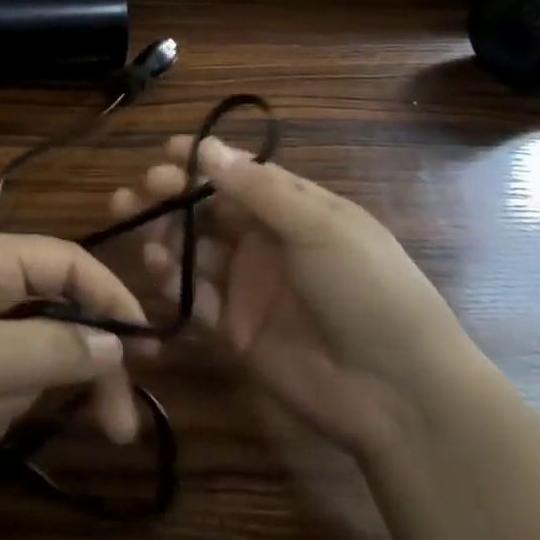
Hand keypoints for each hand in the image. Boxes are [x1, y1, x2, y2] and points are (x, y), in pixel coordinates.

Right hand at [120, 136, 471, 455]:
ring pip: (193, 250)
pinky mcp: (234, 328)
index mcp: (294, 209)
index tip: (165, 151)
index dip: (202, 161)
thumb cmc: (367, 289)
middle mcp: (266, 241)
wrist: (399, 392)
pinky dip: (172, 281)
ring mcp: (248, 286)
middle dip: (171, 197)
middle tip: (139, 192)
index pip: (239, 174)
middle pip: (207, 210)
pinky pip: (193, 297)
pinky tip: (158, 270)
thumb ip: (258, 189)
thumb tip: (207, 146)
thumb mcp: (318, 227)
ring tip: (140, 229)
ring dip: (164, 236)